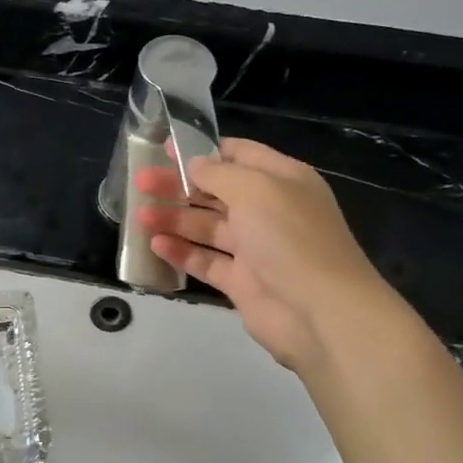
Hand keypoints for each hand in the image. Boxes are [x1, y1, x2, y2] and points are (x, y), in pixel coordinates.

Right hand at [136, 138, 397, 373]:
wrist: (322, 312)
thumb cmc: (290, 238)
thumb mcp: (254, 190)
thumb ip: (218, 173)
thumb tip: (194, 165)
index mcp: (282, 180)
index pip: (239, 154)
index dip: (202, 150)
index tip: (165, 150)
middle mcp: (269, 210)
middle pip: (216, 191)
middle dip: (178, 185)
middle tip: (141, 180)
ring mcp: (256, 248)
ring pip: (207, 227)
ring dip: (174, 218)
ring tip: (140, 215)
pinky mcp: (243, 282)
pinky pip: (206, 261)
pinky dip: (181, 252)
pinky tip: (156, 244)